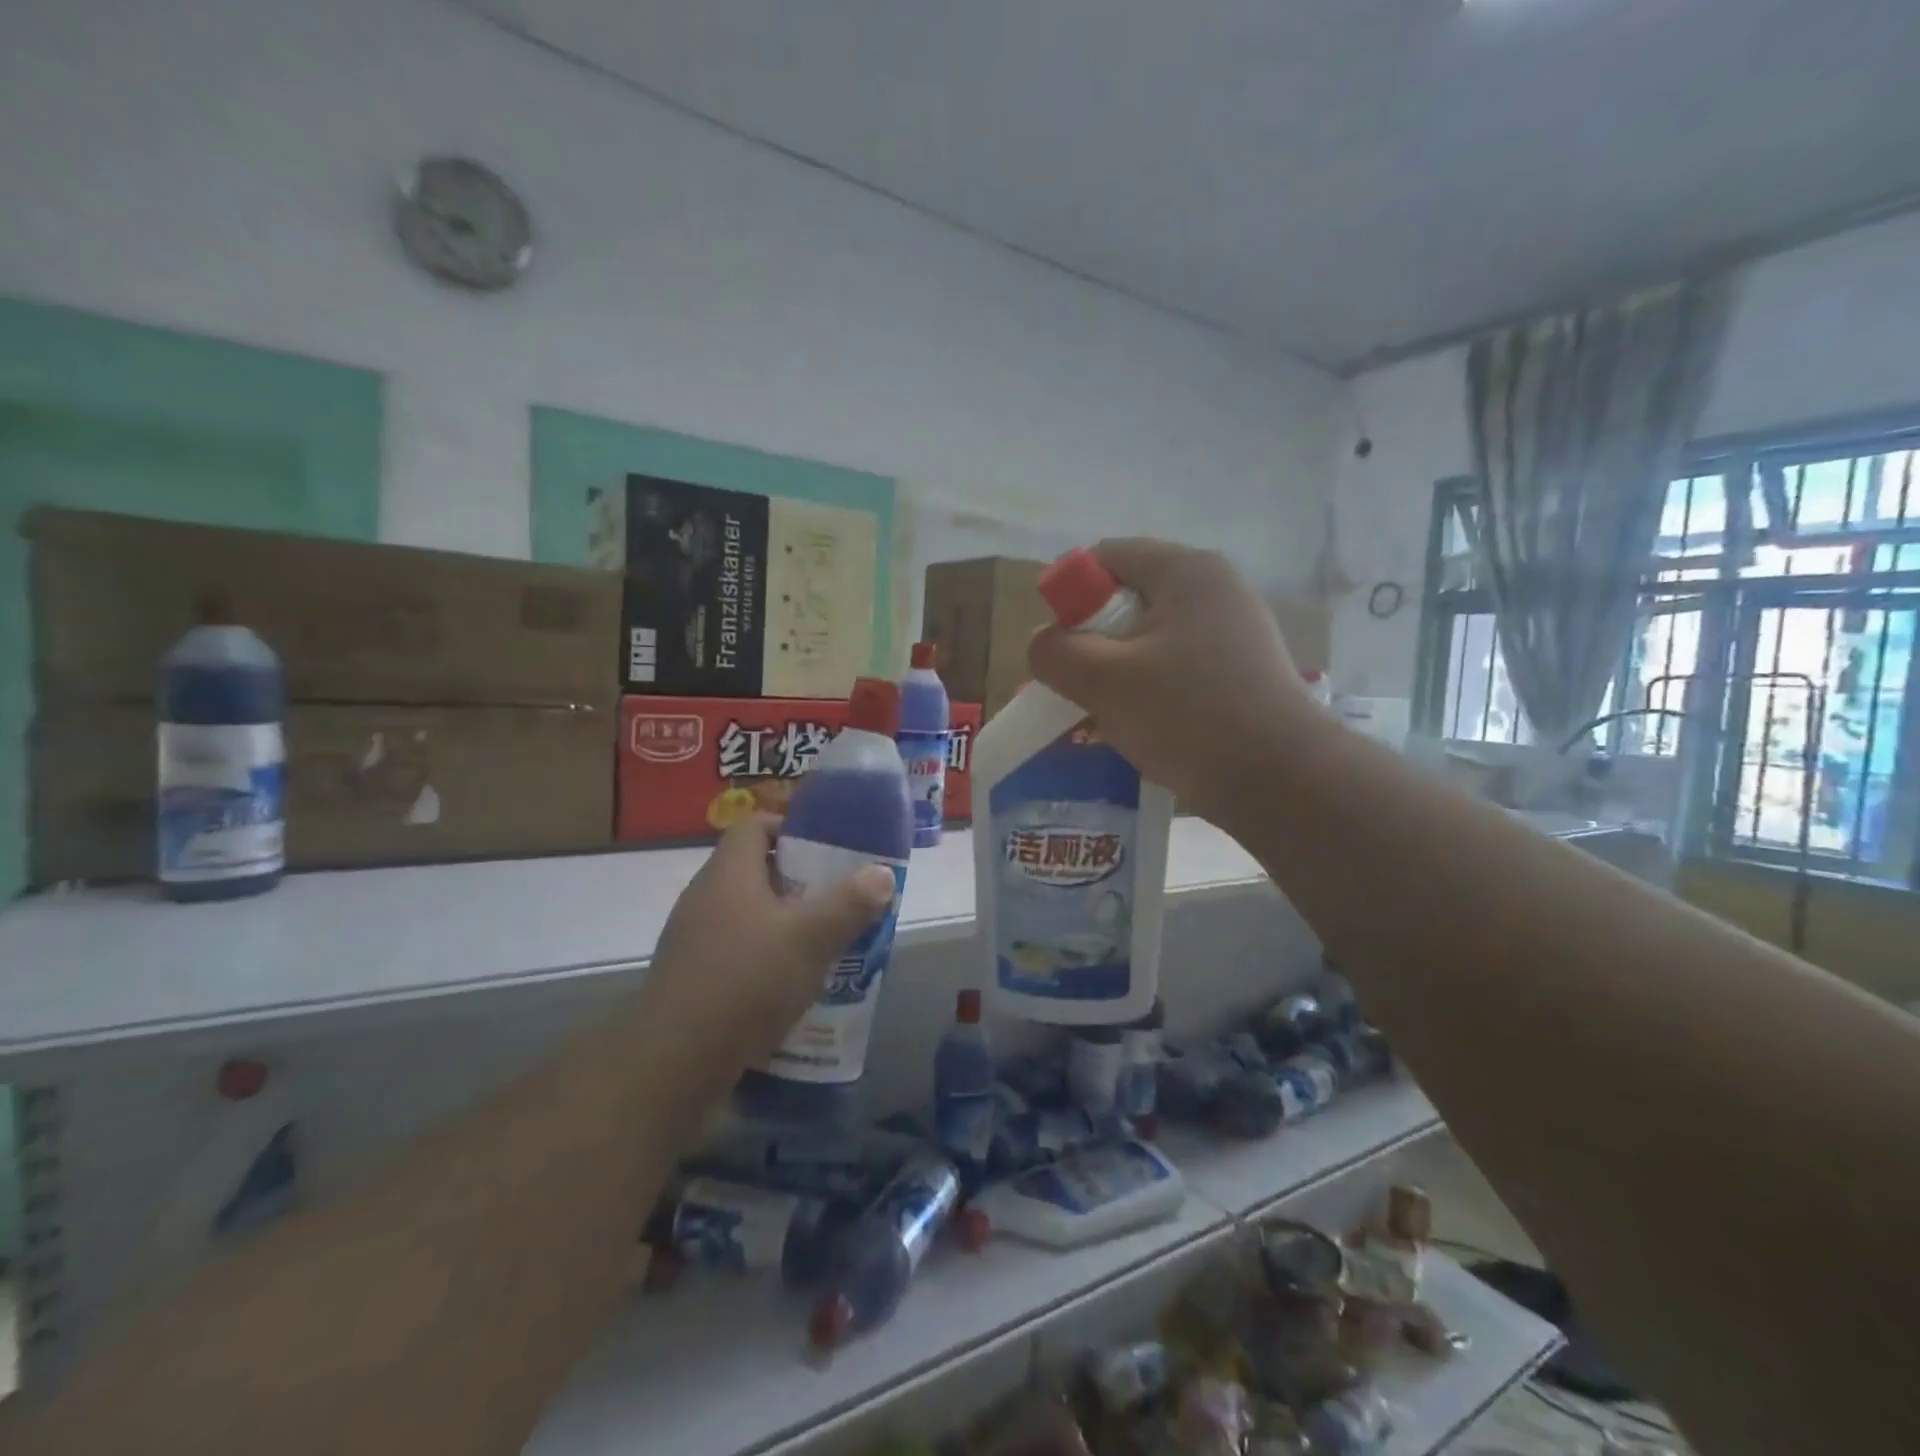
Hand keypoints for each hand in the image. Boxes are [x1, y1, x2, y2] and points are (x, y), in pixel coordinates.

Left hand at [644, 815, 895, 1067]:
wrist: (674, 1062)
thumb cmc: (747, 982)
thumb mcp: (811, 940)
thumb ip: (849, 904)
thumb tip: (883, 873)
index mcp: (728, 873)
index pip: (753, 825)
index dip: (788, 827)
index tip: (824, 847)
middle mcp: (703, 897)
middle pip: (752, 869)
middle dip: (796, 879)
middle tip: (834, 897)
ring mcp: (691, 938)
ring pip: (744, 912)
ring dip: (780, 921)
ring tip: (820, 941)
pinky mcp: (689, 976)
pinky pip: (732, 948)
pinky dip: (761, 955)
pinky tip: (788, 983)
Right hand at [1027, 539, 1321, 830]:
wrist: (1282, 781)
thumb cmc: (1189, 716)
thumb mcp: (1105, 681)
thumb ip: (1057, 653)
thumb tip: (1043, 642)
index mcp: (1186, 571)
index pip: (1105, 558)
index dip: (1068, 596)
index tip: (1058, 647)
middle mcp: (1216, 589)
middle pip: (1129, 599)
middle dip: (1092, 641)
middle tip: (1076, 686)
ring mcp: (1236, 631)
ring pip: (1152, 639)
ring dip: (1118, 671)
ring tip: (1104, 714)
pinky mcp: (1244, 671)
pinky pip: (1178, 667)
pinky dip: (1151, 689)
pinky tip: (1142, 727)